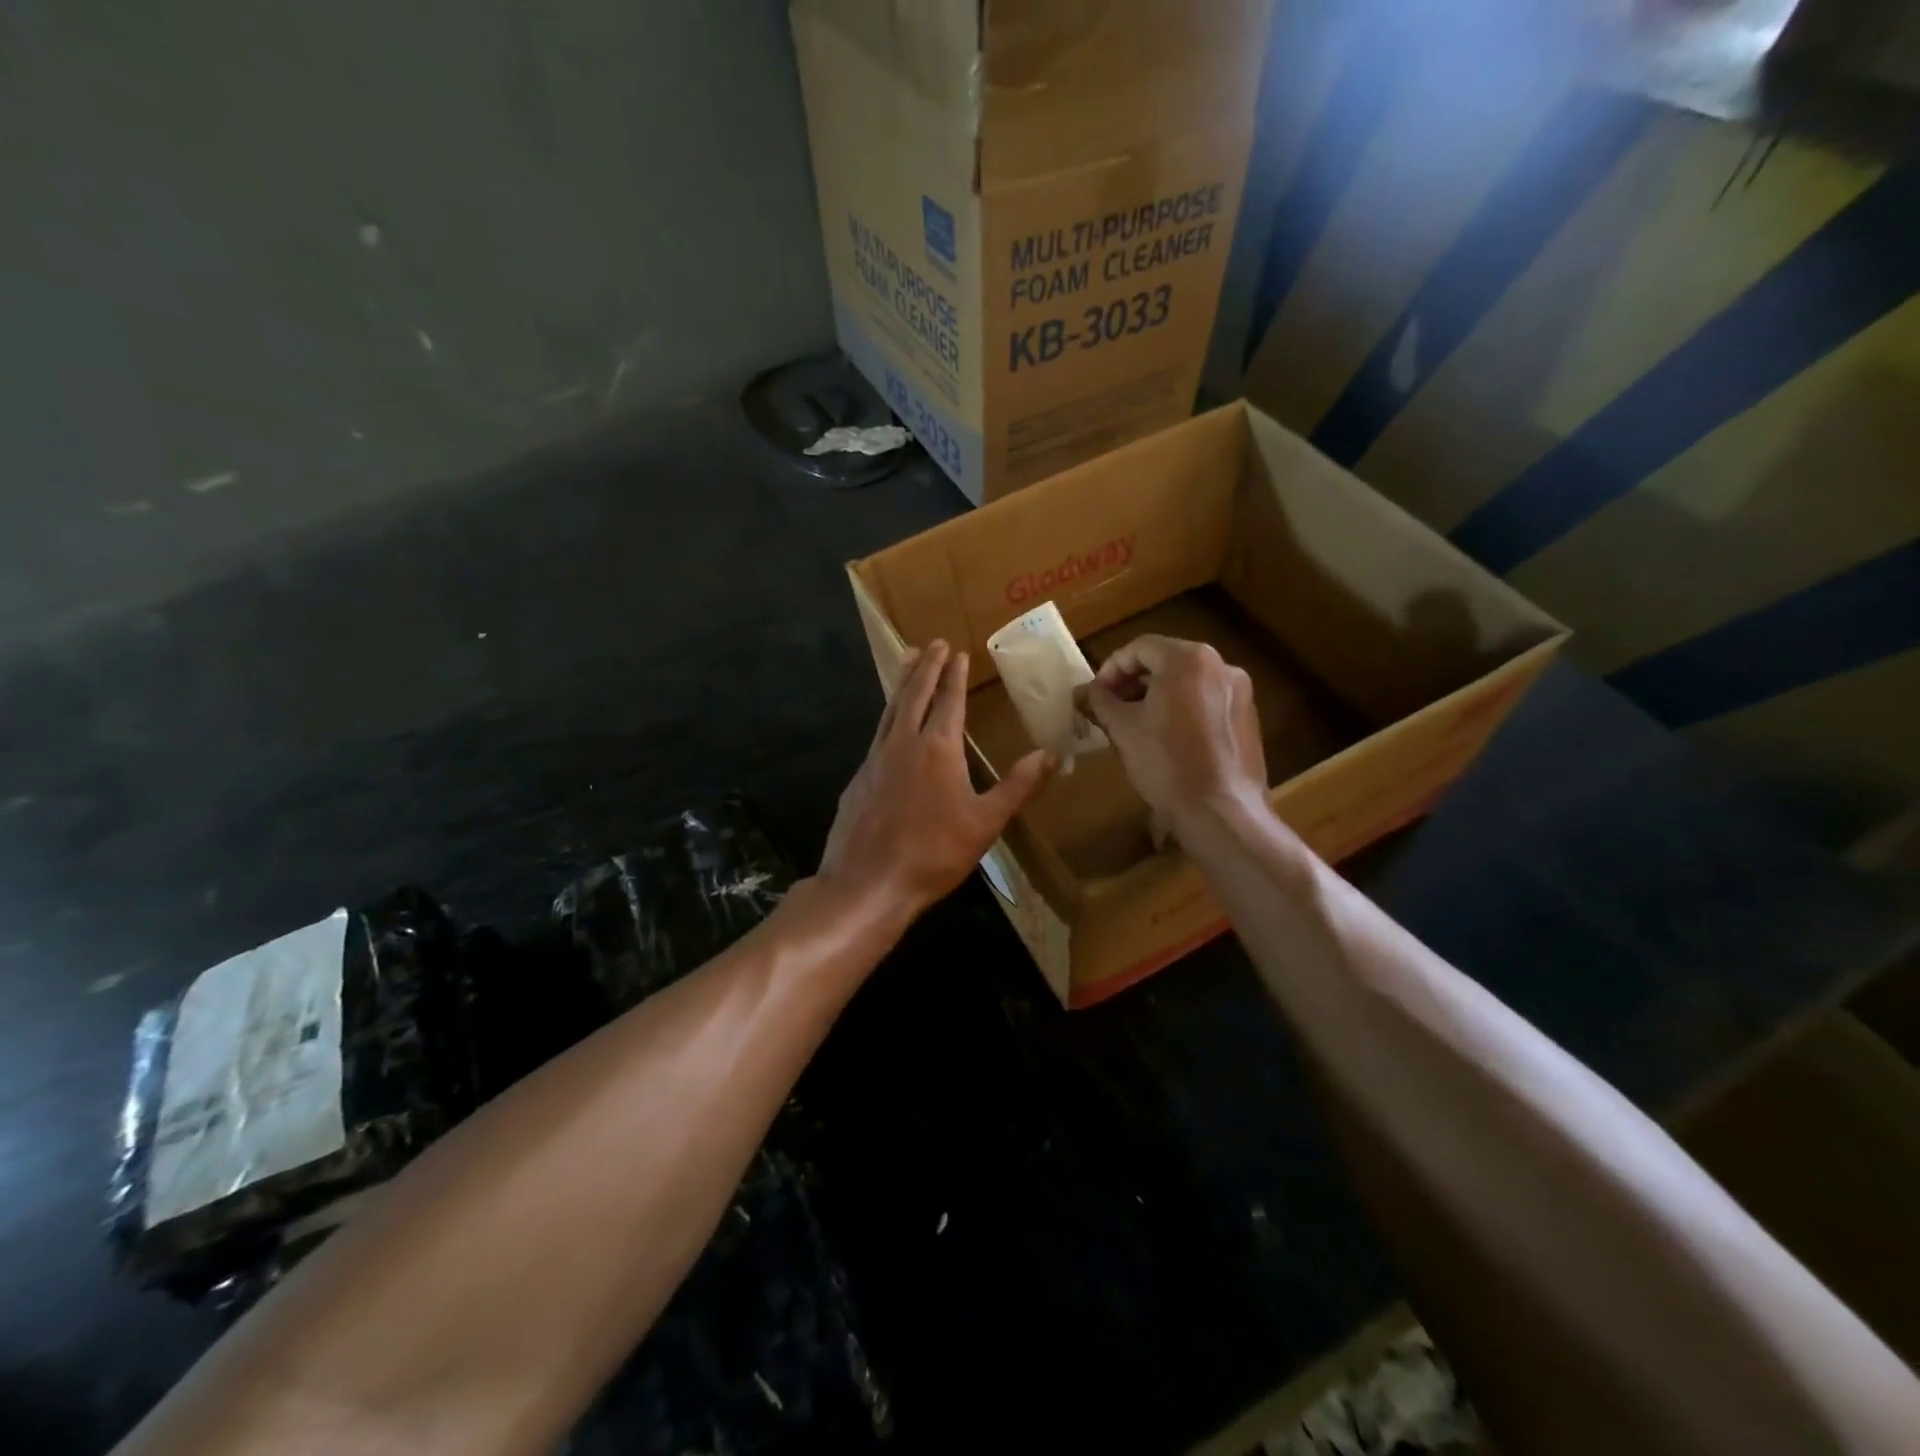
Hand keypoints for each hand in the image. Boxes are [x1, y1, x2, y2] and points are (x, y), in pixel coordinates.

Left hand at [821, 641, 1052, 922]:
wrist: (868, 883)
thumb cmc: (934, 853)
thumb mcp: (986, 822)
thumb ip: (1018, 785)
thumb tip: (1052, 754)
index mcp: (937, 748)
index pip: (948, 700)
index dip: (953, 674)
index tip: (956, 651)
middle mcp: (903, 743)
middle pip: (914, 694)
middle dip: (924, 666)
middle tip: (931, 642)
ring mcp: (875, 759)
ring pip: (890, 710)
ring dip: (901, 683)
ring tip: (907, 661)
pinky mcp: (858, 779)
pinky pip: (877, 734)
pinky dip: (888, 715)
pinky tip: (890, 723)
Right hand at [1078, 635, 1266, 829]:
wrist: (1220, 811)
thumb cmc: (1165, 762)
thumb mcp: (1123, 729)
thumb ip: (1100, 702)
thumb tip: (1083, 692)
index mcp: (1189, 660)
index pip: (1140, 648)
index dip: (1111, 668)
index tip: (1095, 694)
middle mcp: (1221, 665)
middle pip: (1167, 661)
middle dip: (1134, 681)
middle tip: (1111, 707)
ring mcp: (1240, 692)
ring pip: (1188, 682)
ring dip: (1157, 695)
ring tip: (1135, 723)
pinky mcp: (1248, 718)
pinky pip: (1207, 701)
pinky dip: (1182, 709)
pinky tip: (1167, 738)